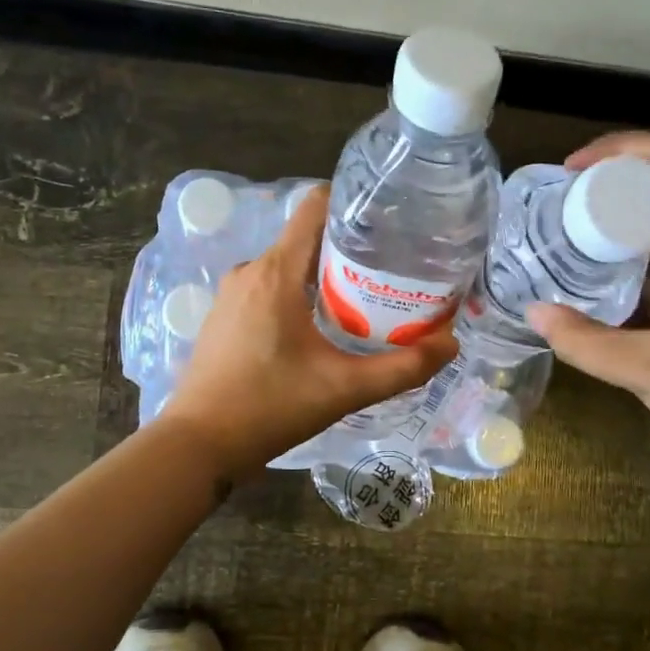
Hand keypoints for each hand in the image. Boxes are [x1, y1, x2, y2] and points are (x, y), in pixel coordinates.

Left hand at [165, 187, 457, 480]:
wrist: (199, 444)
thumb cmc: (270, 408)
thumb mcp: (344, 390)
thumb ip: (402, 368)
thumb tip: (450, 346)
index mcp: (277, 272)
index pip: (316, 208)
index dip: (355, 206)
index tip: (390, 222)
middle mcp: (251, 270)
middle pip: (308, 238)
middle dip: (351, 249)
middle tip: (392, 271)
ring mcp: (232, 293)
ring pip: (289, 266)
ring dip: (325, 275)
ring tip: (365, 299)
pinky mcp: (225, 315)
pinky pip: (269, 287)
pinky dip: (299, 294)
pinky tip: (321, 327)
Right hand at [525, 132, 649, 504]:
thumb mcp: (648, 370)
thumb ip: (585, 340)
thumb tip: (533, 312)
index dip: (623, 151)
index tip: (572, 170)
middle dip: (616, 192)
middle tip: (562, 208)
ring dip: (626, 235)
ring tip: (572, 242)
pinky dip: (640, 275)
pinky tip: (603, 290)